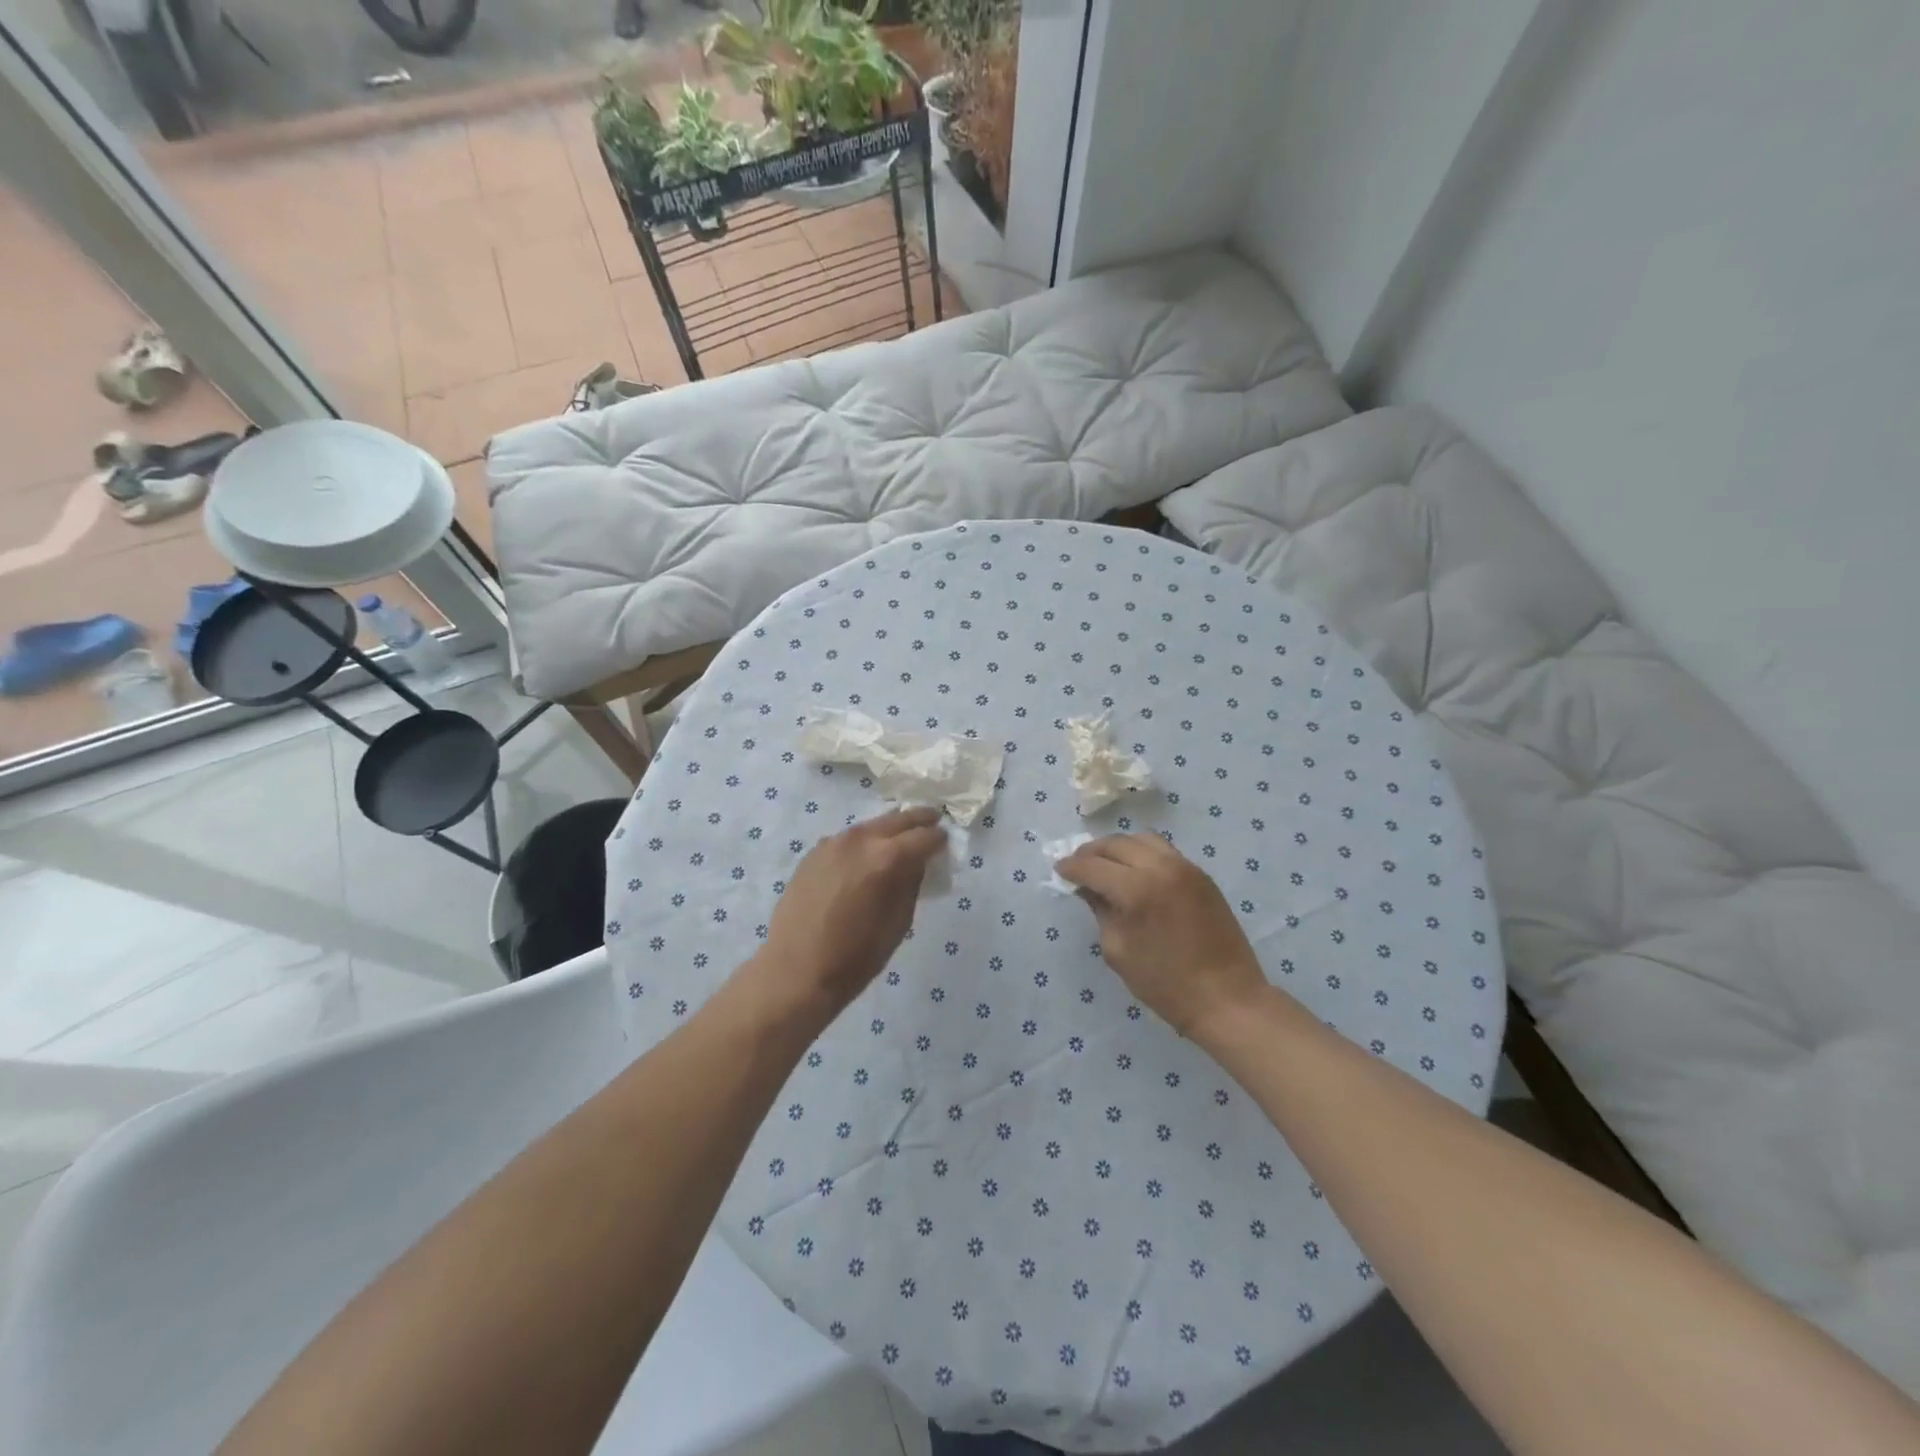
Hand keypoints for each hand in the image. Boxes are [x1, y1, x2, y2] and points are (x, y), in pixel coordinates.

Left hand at [759, 807, 947, 1014]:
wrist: (795, 971)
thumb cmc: (855, 956)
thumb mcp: (898, 924)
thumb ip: (911, 885)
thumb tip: (917, 863)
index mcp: (886, 858)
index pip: (923, 836)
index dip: (939, 839)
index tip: (945, 842)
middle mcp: (859, 840)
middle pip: (896, 819)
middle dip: (918, 821)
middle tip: (932, 822)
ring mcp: (832, 843)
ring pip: (870, 826)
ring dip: (889, 829)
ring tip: (901, 838)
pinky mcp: (813, 853)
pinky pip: (848, 839)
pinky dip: (864, 841)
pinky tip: (866, 856)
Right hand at [1055, 833, 1269, 1040]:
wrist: (1226, 998)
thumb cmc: (1164, 983)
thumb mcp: (1118, 950)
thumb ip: (1100, 911)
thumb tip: (1088, 888)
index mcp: (1136, 889)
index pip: (1092, 866)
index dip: (1071, 867)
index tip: (1058, 870)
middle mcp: (1160, 868)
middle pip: (1116, 844)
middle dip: (1091, 852)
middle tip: (1077, 865)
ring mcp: (1185, 867)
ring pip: (1141, 839)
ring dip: (1117, 848)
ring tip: (1104, 864)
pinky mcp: (1201, 875)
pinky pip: (1163, 851)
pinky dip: (1142, 853)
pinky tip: (1133, 870)